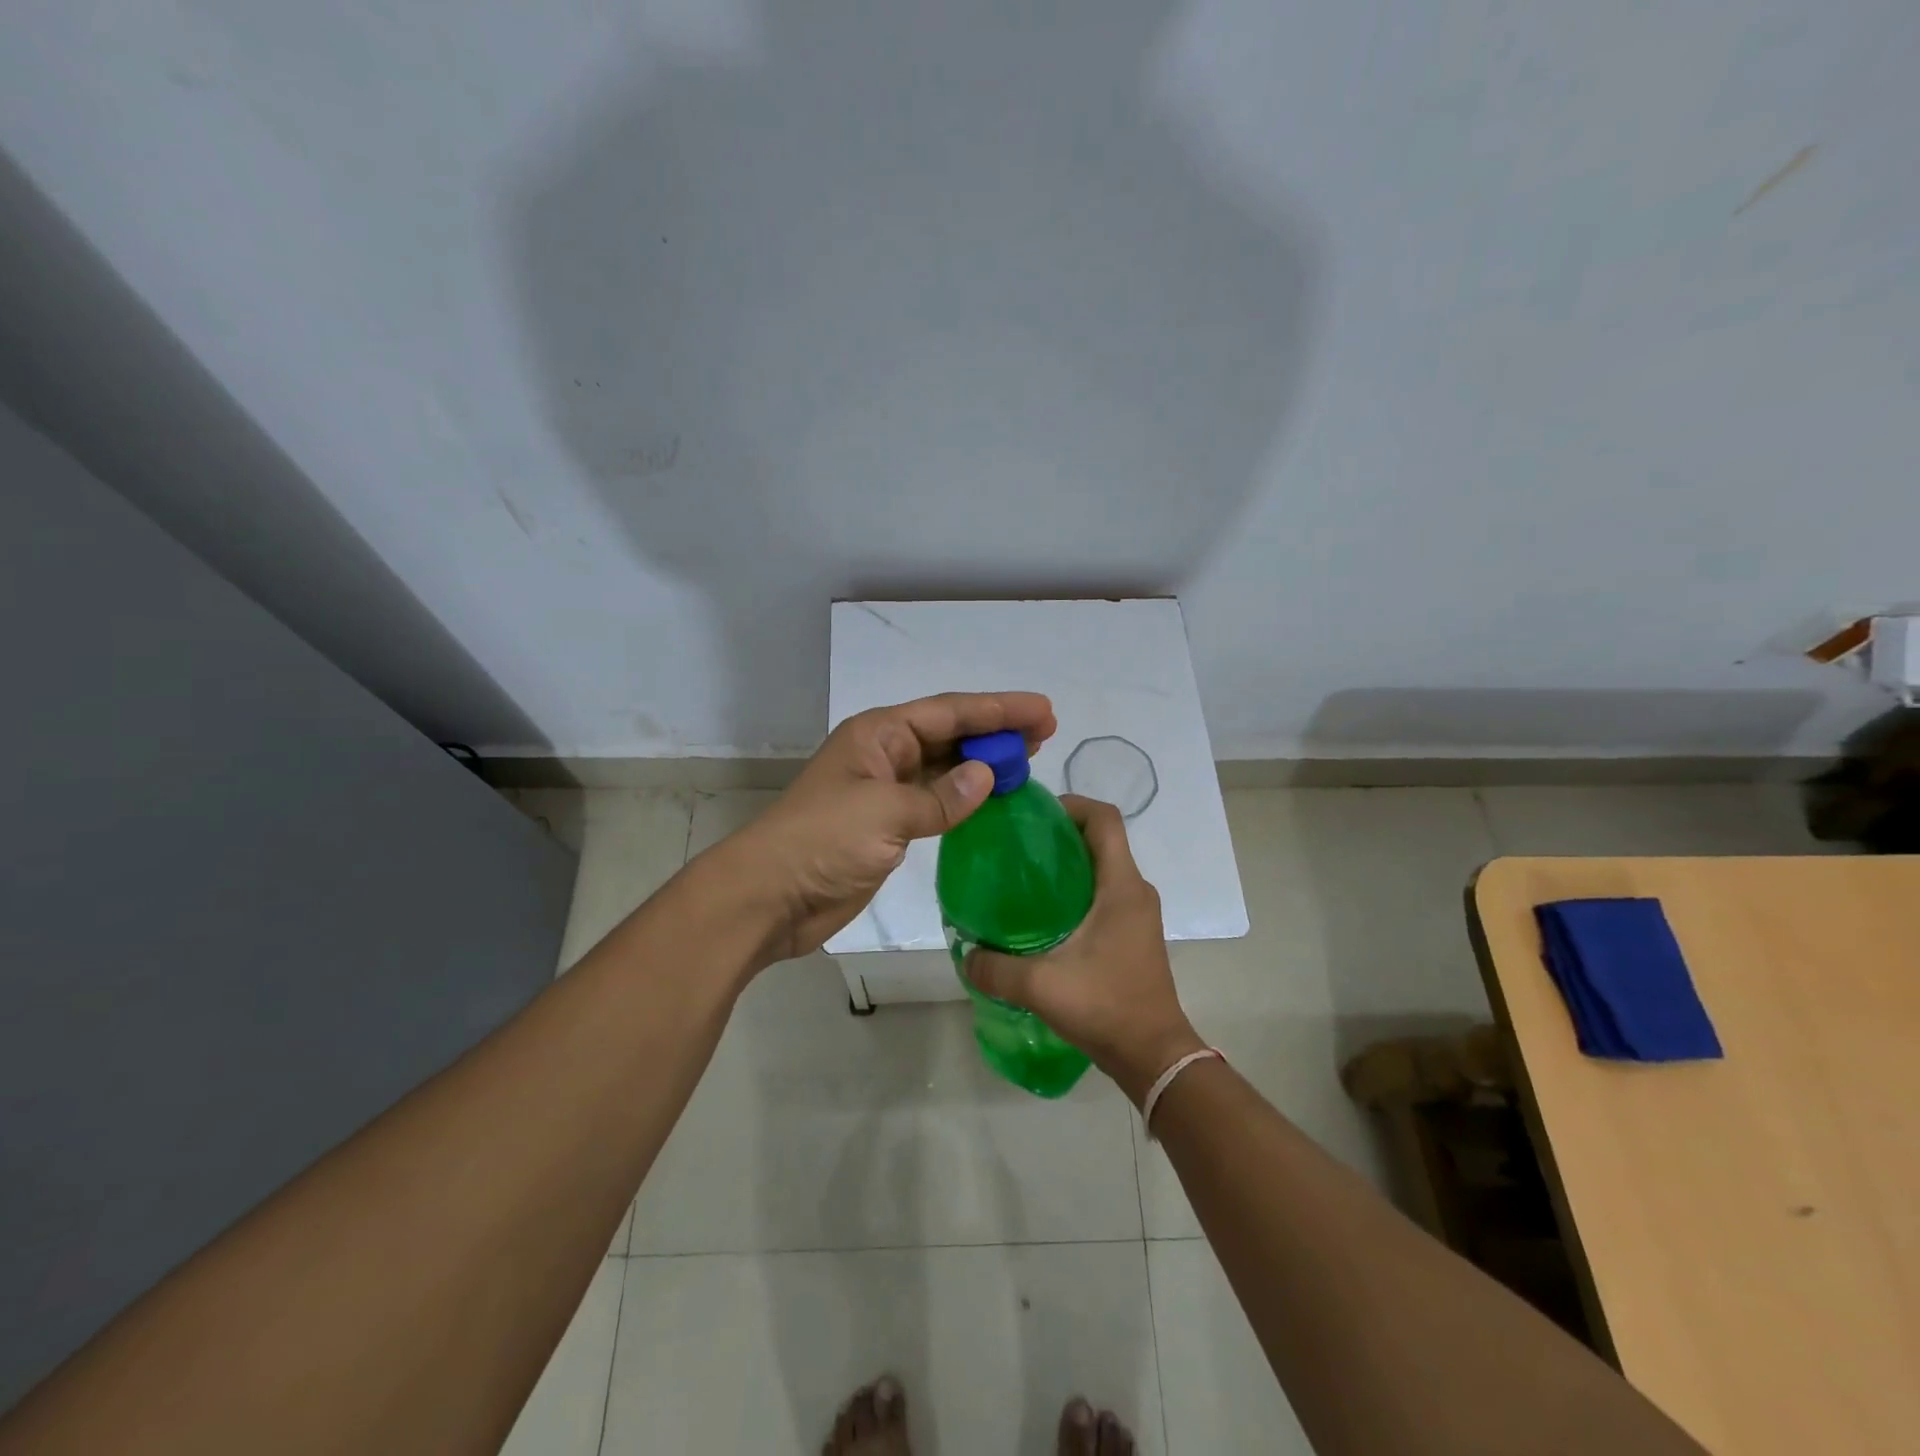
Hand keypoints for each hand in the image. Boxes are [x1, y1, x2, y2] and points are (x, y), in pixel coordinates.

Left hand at [716, 691, 1056, 961]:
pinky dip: (966, 800)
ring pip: (946, 769)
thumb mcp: (885, 811)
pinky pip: (937, 803)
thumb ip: (941, 796)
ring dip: (984, 765)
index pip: (949, 712)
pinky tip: (994, 800)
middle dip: (996, 732)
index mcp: (879, 734)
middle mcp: (885, 755)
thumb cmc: (822, 841)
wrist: (770, 896)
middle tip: (1046, 733)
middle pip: (951, 735)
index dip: (998, 710)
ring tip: (1029, 761)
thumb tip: (987, 777)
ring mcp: (886, 792)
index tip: (1043, 712)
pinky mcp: (888, 827)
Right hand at [966, 797, 1205, 1105]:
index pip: (1105, 819)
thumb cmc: (1106, 1007)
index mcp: (1122, 887)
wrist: (1154, 1056)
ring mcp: (1137, 914)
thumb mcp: (1041, 986)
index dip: (1071, 805)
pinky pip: (1104, 894)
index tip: (1033, 817)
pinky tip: (1043, 917)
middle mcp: (1135, 891)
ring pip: (1102, 868)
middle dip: (1060, 834)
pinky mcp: (1133, 934)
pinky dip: (1076, 891)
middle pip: (1100, 839)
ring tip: (1023, 879)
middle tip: (1016, 847)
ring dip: (1068, 865)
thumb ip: (995, 968)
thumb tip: (965, 953)